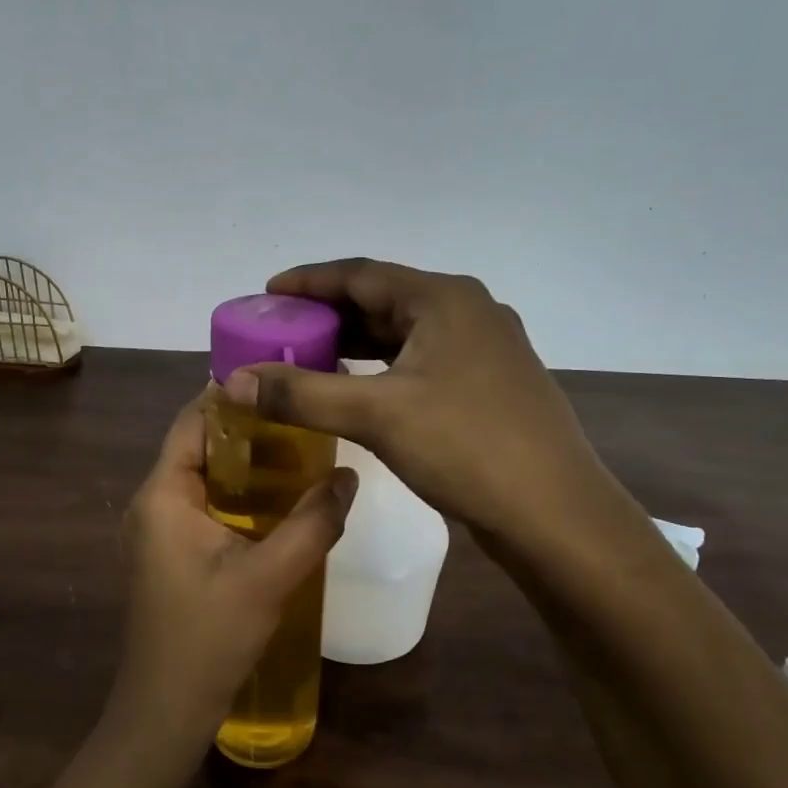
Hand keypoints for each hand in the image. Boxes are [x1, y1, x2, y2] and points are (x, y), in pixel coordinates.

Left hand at [104, 390, 357, 760]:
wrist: (165, 710)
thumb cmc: (208, 638)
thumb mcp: (269, 577)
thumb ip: (312, 523)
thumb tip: (349, 476)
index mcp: (162, 494)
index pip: (193, 420)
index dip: (234, 395)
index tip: (284, 380)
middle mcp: (152, 503)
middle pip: (199, 445)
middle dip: (249, 429)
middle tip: (305, 417)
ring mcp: (157, 531)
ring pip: (204, 477)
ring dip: (246, 464)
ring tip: (302, 451)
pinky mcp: (169, 554)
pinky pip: (204, 505)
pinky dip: (239, 495)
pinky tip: (279, 502)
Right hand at [225, 259, 636, 550]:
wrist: (554, 514)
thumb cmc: (466, 447)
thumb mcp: (377, 415)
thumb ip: (301, 394)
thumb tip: (233, 382)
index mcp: (445, 299)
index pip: (362, 273)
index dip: (310, 281)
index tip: (268, 292)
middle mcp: (468, 312)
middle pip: (384, 300)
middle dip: (330, 315)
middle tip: (281, 332)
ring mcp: (484, 350)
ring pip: (405, 333)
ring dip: (356, 344)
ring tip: (308, 359)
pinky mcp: (489, 386)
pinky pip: (422, 362)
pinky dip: (383, 369)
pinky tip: (358, 390)